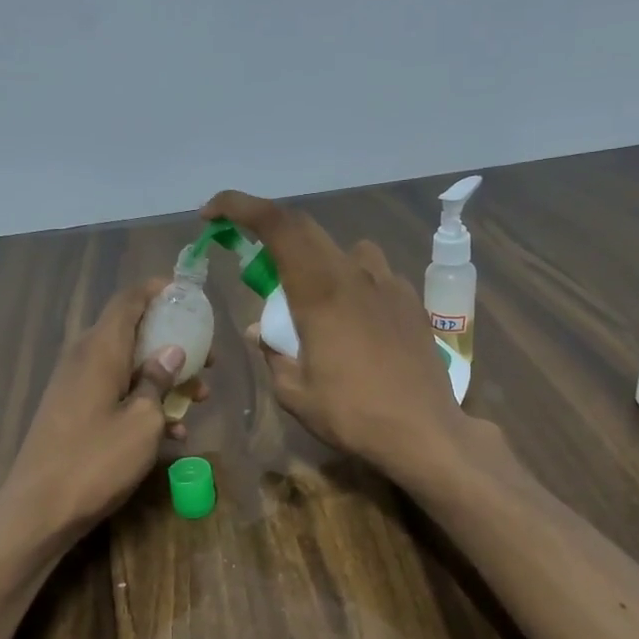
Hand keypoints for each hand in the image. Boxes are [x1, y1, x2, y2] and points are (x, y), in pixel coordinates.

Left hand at [0, 278, 210, 542]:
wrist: (38, 510)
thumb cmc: (95, 461)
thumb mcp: (142, 422)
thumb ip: (158, 381)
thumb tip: (171, 352)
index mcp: (100, 349)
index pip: (129, 300)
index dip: (158, 291)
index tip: (188, 294)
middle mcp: (84, 358)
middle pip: (132, 333)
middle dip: (173, 342)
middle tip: (207, 361)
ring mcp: (75, 386)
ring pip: (127, 366)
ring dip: (163, 378)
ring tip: (199, 400)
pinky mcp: (73, 411)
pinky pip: (114, 393)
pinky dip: (142, 402)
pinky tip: (171, 434)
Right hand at [201, 190, 475, 481]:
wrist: (425, 432)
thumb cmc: (353, 414)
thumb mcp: (296, 393)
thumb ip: (273, 354)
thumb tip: (260, 332)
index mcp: (320, 291)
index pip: (278, 225)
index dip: (241, 206)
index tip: (213, 213)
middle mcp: (355, 274)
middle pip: (308, 231)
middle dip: (274, 239)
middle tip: (259, 273)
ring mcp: (389, 285)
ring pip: (346, 252)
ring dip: (320, 264)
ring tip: (315, 305)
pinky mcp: (411, 302)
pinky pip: (373, 276)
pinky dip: (353, 286)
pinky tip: (355, 324)